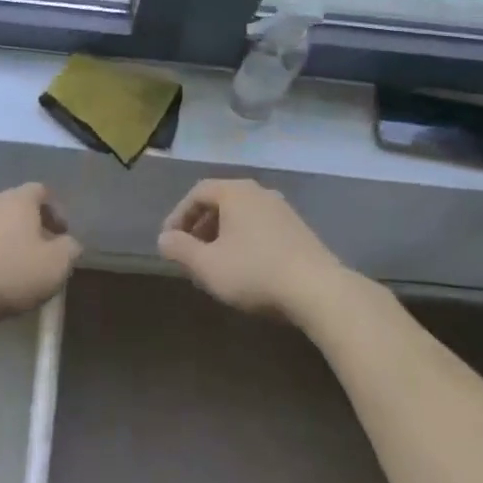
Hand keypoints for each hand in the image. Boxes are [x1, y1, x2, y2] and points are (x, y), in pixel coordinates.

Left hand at [0, 184, 80, 328]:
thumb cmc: (12, 273)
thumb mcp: (56, 265)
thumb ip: (71, 249)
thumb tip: (69, 244)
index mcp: (20, 199)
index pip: (42, 191)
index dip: (57, 211)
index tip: (63, 236)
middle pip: (21, 206)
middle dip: (36, 227)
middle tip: (46, 252)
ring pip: (2, 224)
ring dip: (15, 240)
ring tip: (23, 268)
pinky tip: (0, 276)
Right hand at [157, 178, 347, 321]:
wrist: (318, 290)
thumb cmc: (255, 272)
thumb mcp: (208, 266)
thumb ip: (181, 249)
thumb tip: (163, 238)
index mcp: (235, 192)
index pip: (198, 192)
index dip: (178, 215)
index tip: (170, 241)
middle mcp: (259, 192)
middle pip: (221, 201)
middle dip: (200, 226)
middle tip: (189, 252)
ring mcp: (282, 209)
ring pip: (242, 215)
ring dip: (222, 234)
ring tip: (214, 262)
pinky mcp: (299, 229)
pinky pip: (260, 226)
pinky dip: (244, 240)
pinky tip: (244, 267)